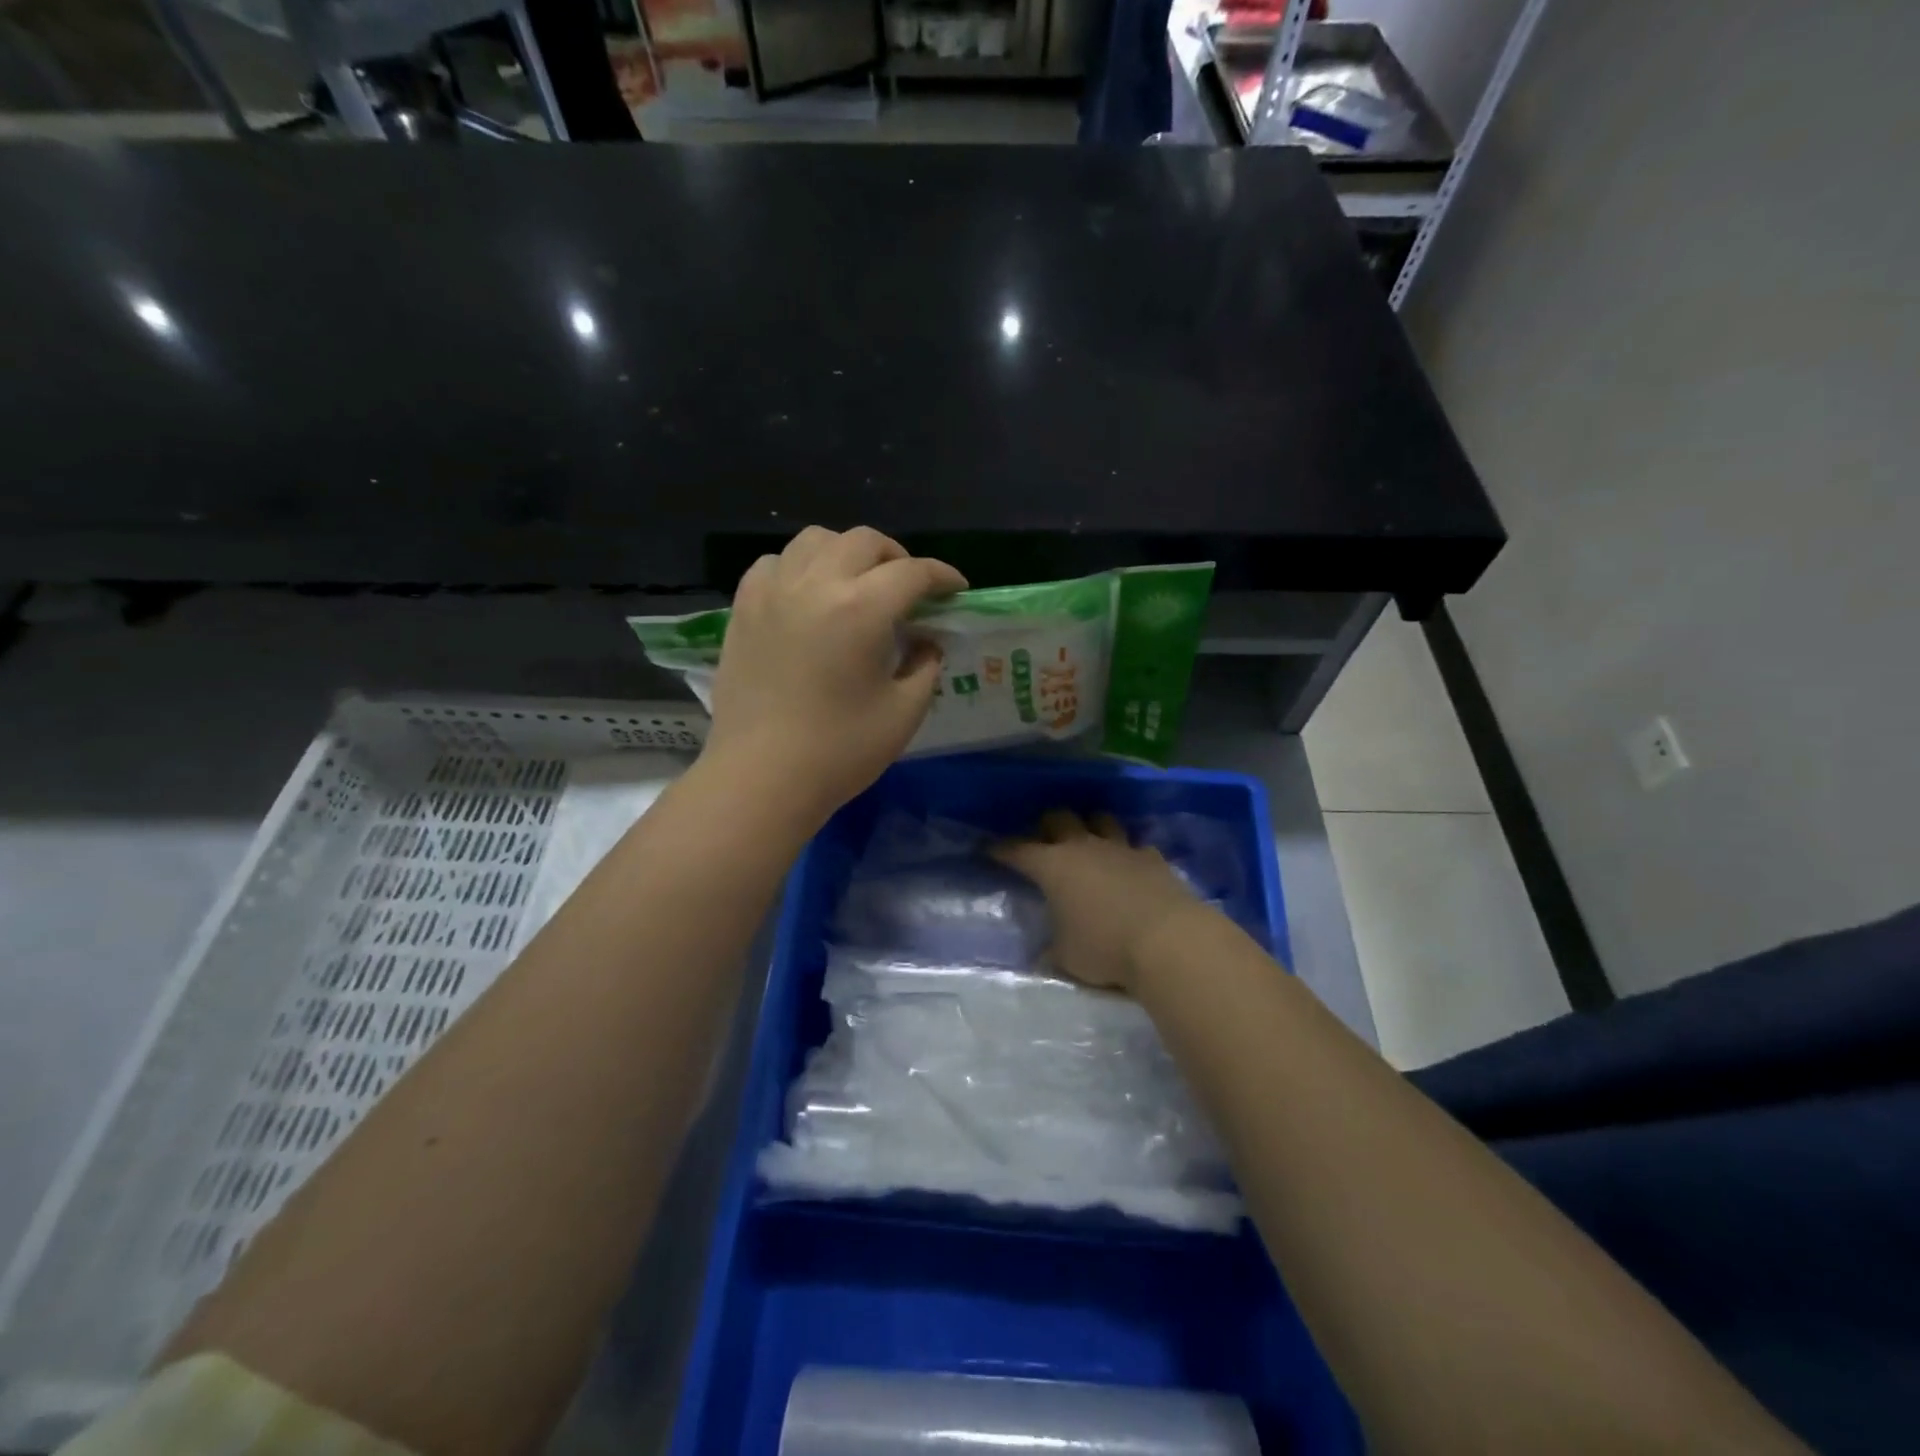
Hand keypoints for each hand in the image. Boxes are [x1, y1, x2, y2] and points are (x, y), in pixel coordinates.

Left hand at [702, 526, 966, 828]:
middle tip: (909, 589)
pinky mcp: (743, 609)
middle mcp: (815, 585)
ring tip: (857, 583)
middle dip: (897, 557)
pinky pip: (775, 564)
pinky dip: (800, 567)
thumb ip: (925, 666)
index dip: (942, 576)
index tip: (956, 588)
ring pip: (815, 540)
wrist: (762, 777)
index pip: (912, 572)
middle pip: (863, 541)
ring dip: (846, 552)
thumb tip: (927, 641)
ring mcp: (773, 593)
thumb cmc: (840, 751)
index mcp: (861, 609)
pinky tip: (808, 595)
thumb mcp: (904, 713)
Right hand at [992, 810, 1207, 994]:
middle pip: (1059, 819)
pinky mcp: (1153, 858)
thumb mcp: (1066, 958)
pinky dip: (1128, 853)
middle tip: (1043, 839)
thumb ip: (1053, 949)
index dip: (1001, 849)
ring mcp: (1121, 848)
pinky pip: (1135, 845)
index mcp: (1052, 866)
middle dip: (1047, 826)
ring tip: (1088, 841)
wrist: (1169, 940)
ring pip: (1100, 820)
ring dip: (1091, 827)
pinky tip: (1129, 865)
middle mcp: (1084, 847)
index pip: (1017, 850)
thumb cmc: (1105, 948)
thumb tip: (1045, 953)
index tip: (989, 849)